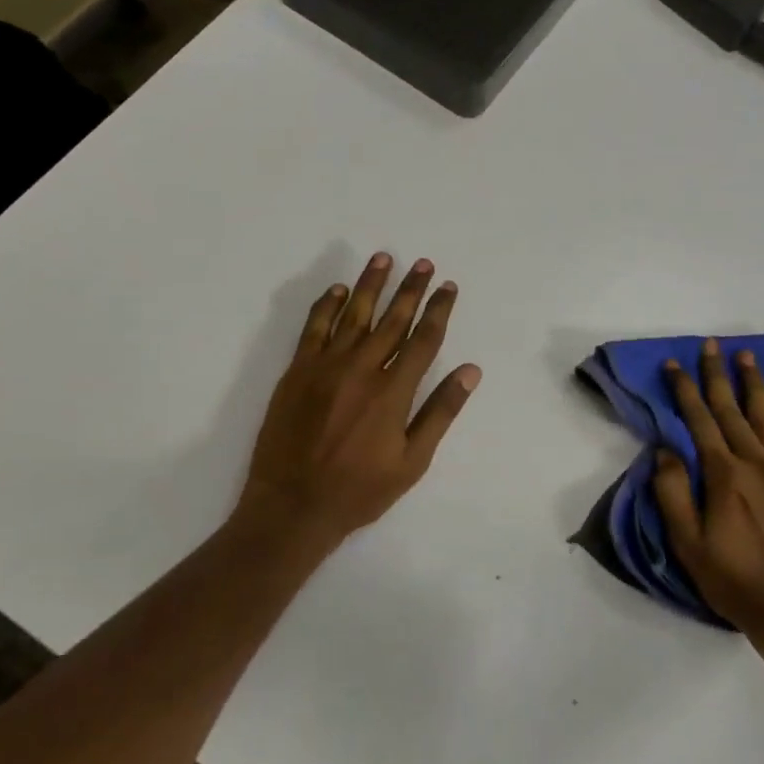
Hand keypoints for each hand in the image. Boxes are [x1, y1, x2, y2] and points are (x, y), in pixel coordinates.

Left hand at [238, 253, 480, 545]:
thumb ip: (440, 412)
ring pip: (354, 315)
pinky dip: (327, 306)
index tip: (449, 287)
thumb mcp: (412, 461)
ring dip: (371, 285)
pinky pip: (314, 328)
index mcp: (394, 391)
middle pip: (392, 319)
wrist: (293, 505)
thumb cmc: (360, 490)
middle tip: (423, 264)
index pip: (423, 339)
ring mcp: (325, 367)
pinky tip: (339, 291)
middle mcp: (362, 369)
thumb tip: (470, 371)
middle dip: (411, 289)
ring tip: (384, 258)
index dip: (439, 310)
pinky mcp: (296, 372)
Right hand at [653, 340, 763, 656]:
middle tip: (710, 345)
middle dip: (717, 375)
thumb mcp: (687, 543)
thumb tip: (665, 450)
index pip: (699, 421)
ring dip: (754, 384)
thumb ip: (672, 493)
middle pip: (732, 409)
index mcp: (723, 475)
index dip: (684, 390)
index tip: (673, 365)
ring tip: (746, 356)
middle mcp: (756, 462)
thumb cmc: (733, 579)